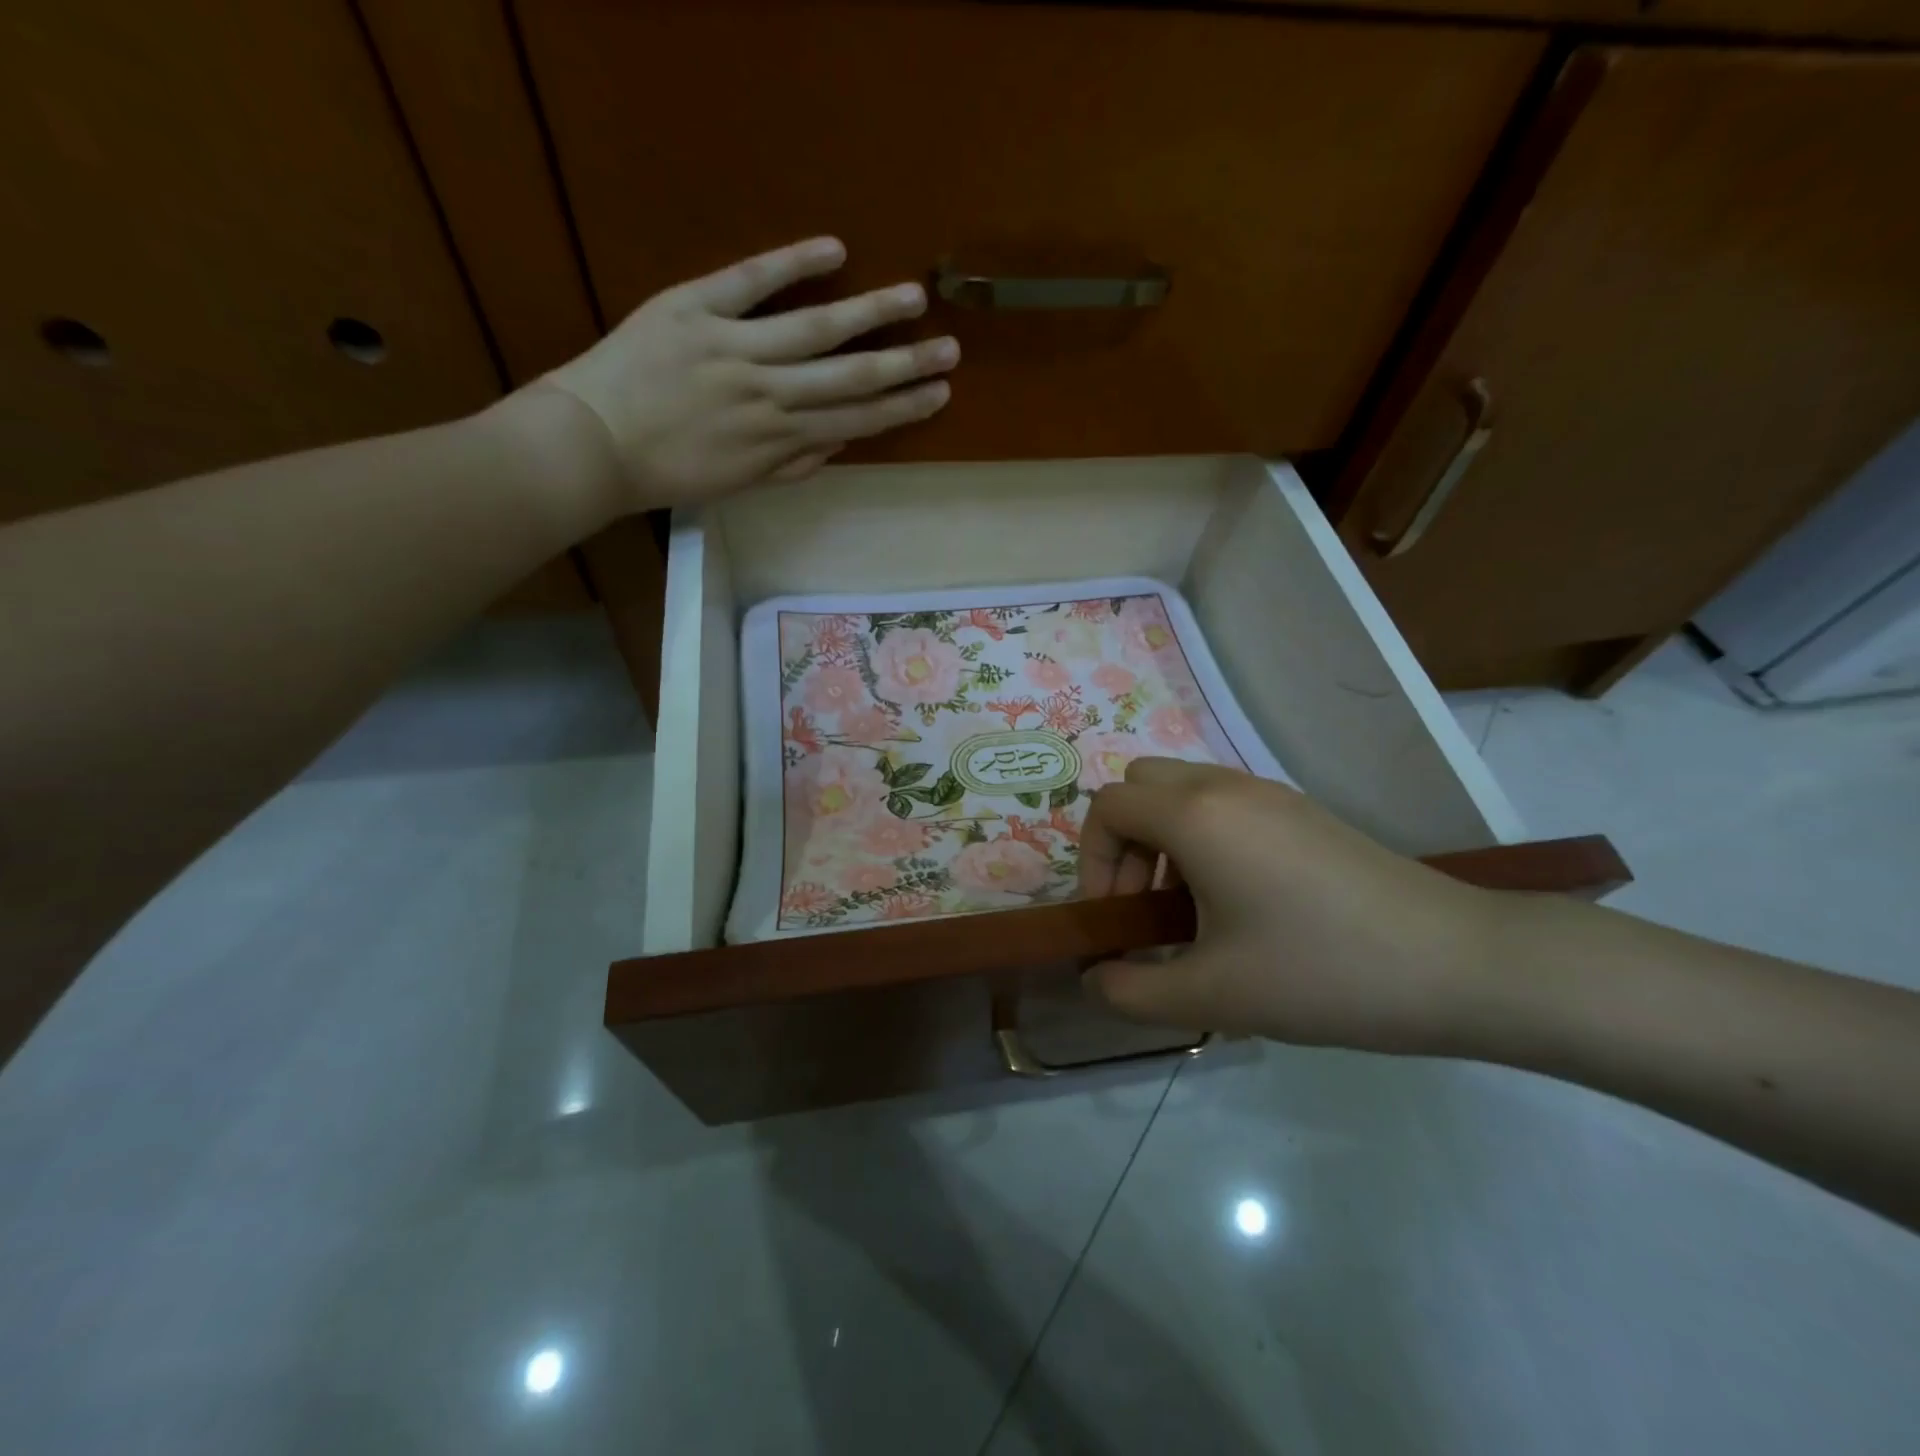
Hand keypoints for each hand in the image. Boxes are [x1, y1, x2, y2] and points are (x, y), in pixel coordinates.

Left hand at [532, 236, 956, 508]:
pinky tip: (834, 249)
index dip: (901, 407)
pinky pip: (750, 281)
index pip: (855, 420)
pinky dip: (791, 263)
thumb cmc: (667, 473)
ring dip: (870, 313)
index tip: (939, 395)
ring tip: (913, 297)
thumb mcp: (738, 484)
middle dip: (905, 363)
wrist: (592, 446)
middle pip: (850, 375)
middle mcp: (770, 393)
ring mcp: (735, 347)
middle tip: (950, 349)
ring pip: (815, 328)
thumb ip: (791, 466)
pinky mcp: (694, 308)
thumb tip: (839, 446)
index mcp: (779, 438)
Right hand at [1079, 759, 1502, 1052]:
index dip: (1092, 862)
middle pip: (1140, 785)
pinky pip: (1224, 804)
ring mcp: (1269, 794)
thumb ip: (1132, 991)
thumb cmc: (1322, 973)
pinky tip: (1238, 904)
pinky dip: (1203, 839)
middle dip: (1123, 843)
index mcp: (1196, 816)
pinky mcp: (1302, 811)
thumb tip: (1095, 979)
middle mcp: (1226, 787)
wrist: (1460, 964)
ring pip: (1183, 791)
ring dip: (1163, 841)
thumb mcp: (1213, 996)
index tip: (1115, 921)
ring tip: (1189, 911)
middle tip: (1144, 907)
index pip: (1108, 808)